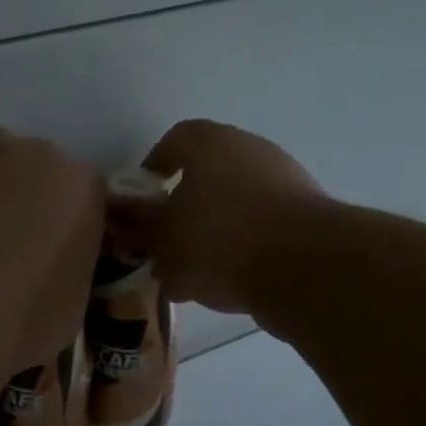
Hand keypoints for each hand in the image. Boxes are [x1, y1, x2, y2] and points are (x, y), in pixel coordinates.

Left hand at [0, 129, 104, 370]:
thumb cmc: (17, 318)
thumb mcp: (70, 307)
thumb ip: (69, 267)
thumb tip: (51, 266)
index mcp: (83, 189)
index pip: (85, 199)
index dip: (66, 228)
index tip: (50, 257)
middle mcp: (39, 155)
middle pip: (39, 172)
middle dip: (28, 202)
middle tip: (7, 249)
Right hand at [108, 120, 326, 314]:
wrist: (306, 269)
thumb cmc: (219, 238)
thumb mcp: (162, 236)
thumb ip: (137, 224)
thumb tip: (117, 213)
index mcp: (212, 143)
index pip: (175, 140)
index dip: (154, 166)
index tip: (142, 199)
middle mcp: (251, 151)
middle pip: (207, 174)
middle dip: (182, 208)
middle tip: (163, 241)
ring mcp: (285, 182)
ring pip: (234, 205)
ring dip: (211, 233)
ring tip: (189, 273)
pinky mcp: (307, 217)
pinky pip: (261, 228)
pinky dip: (241, 249)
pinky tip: (224, 285)